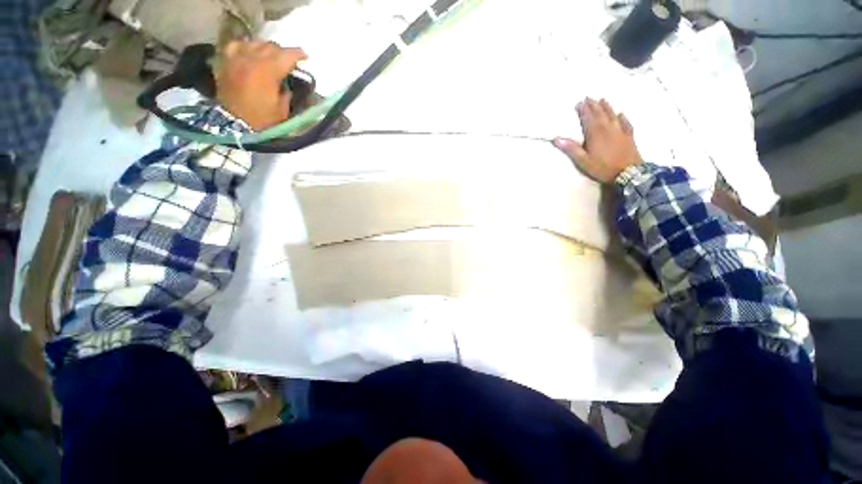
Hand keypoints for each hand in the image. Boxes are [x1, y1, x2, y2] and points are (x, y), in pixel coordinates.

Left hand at [216, 40, 307, 130]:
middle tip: (289, 61)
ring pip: (254, 43)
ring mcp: (236, 59)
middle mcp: (251, 60)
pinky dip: (246, 47)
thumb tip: (286, 84)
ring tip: (271, 56)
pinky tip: (250, 53)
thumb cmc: (262, 121)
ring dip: (266, 48)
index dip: (298, 55)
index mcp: (267, 72)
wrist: (233, 125)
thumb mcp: (282, 111)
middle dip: (283, 52)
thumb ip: (286, 93)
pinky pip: (236, 46)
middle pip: (271, 47)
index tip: (306, 57)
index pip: (286, 56)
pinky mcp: (226, 63)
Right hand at [553, 98, 642, 183]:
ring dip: (607, 107)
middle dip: (594, 105)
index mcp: (595, 134)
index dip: (583, 110)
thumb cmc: (602, 167)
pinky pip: (625, 123)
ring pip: (612, 115)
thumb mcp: (583, 161)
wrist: (628, 173)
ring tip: (603, 100)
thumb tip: (556, 138)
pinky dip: (622, 117)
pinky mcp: (629, 136)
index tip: (579, 102)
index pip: (588, 118)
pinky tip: (621, 114)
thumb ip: (571, 149)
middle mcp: (608, 129)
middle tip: (589, 97)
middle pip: (600, 114)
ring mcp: (620, 131)